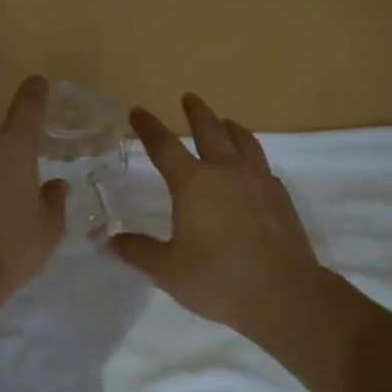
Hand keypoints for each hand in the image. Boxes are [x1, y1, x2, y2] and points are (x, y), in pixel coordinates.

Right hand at [109, 93, 331, 344]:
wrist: (284, 293)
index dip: (148, 127)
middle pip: (209, 129)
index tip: (138, 111)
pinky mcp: (280, 196)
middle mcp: (225, 171)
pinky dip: (252, 156)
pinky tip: (252, 167)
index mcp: (193, 182)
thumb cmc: (218, 278)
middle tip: (189, 98)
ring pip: (242, 140)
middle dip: (196, 112)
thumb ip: (138, 252)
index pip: (163, 146)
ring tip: (225, 121)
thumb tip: (108, 242)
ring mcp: (257, 180)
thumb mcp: (168, 270)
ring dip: (229, 127)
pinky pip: (262, 164)